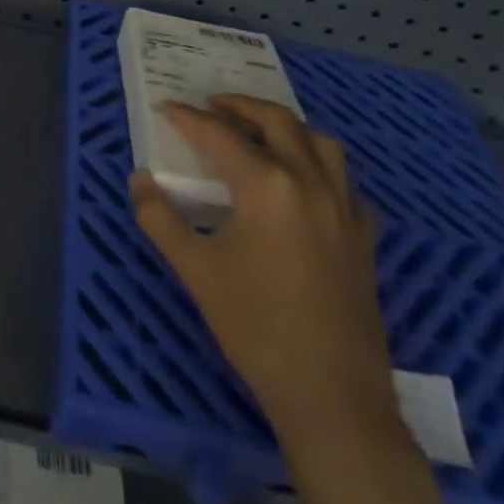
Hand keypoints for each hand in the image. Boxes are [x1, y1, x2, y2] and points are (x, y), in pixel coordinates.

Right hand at [129, 96, 403, 452]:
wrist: (333, 398)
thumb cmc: (256, 329)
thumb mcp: (196, 271)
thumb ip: (160, 218)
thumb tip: (139, 179)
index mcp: (268, 186)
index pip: (221, 135)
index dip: (190, 119)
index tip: (168, 109)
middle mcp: (311, 183)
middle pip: (278, 122)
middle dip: (242, 105)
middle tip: (214, 104)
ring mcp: (345, 209)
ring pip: (321, 143)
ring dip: (288, 128)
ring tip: (260, 133)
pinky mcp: (364, 237)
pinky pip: (345, 183)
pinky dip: (321, 167)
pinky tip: (305, 186)